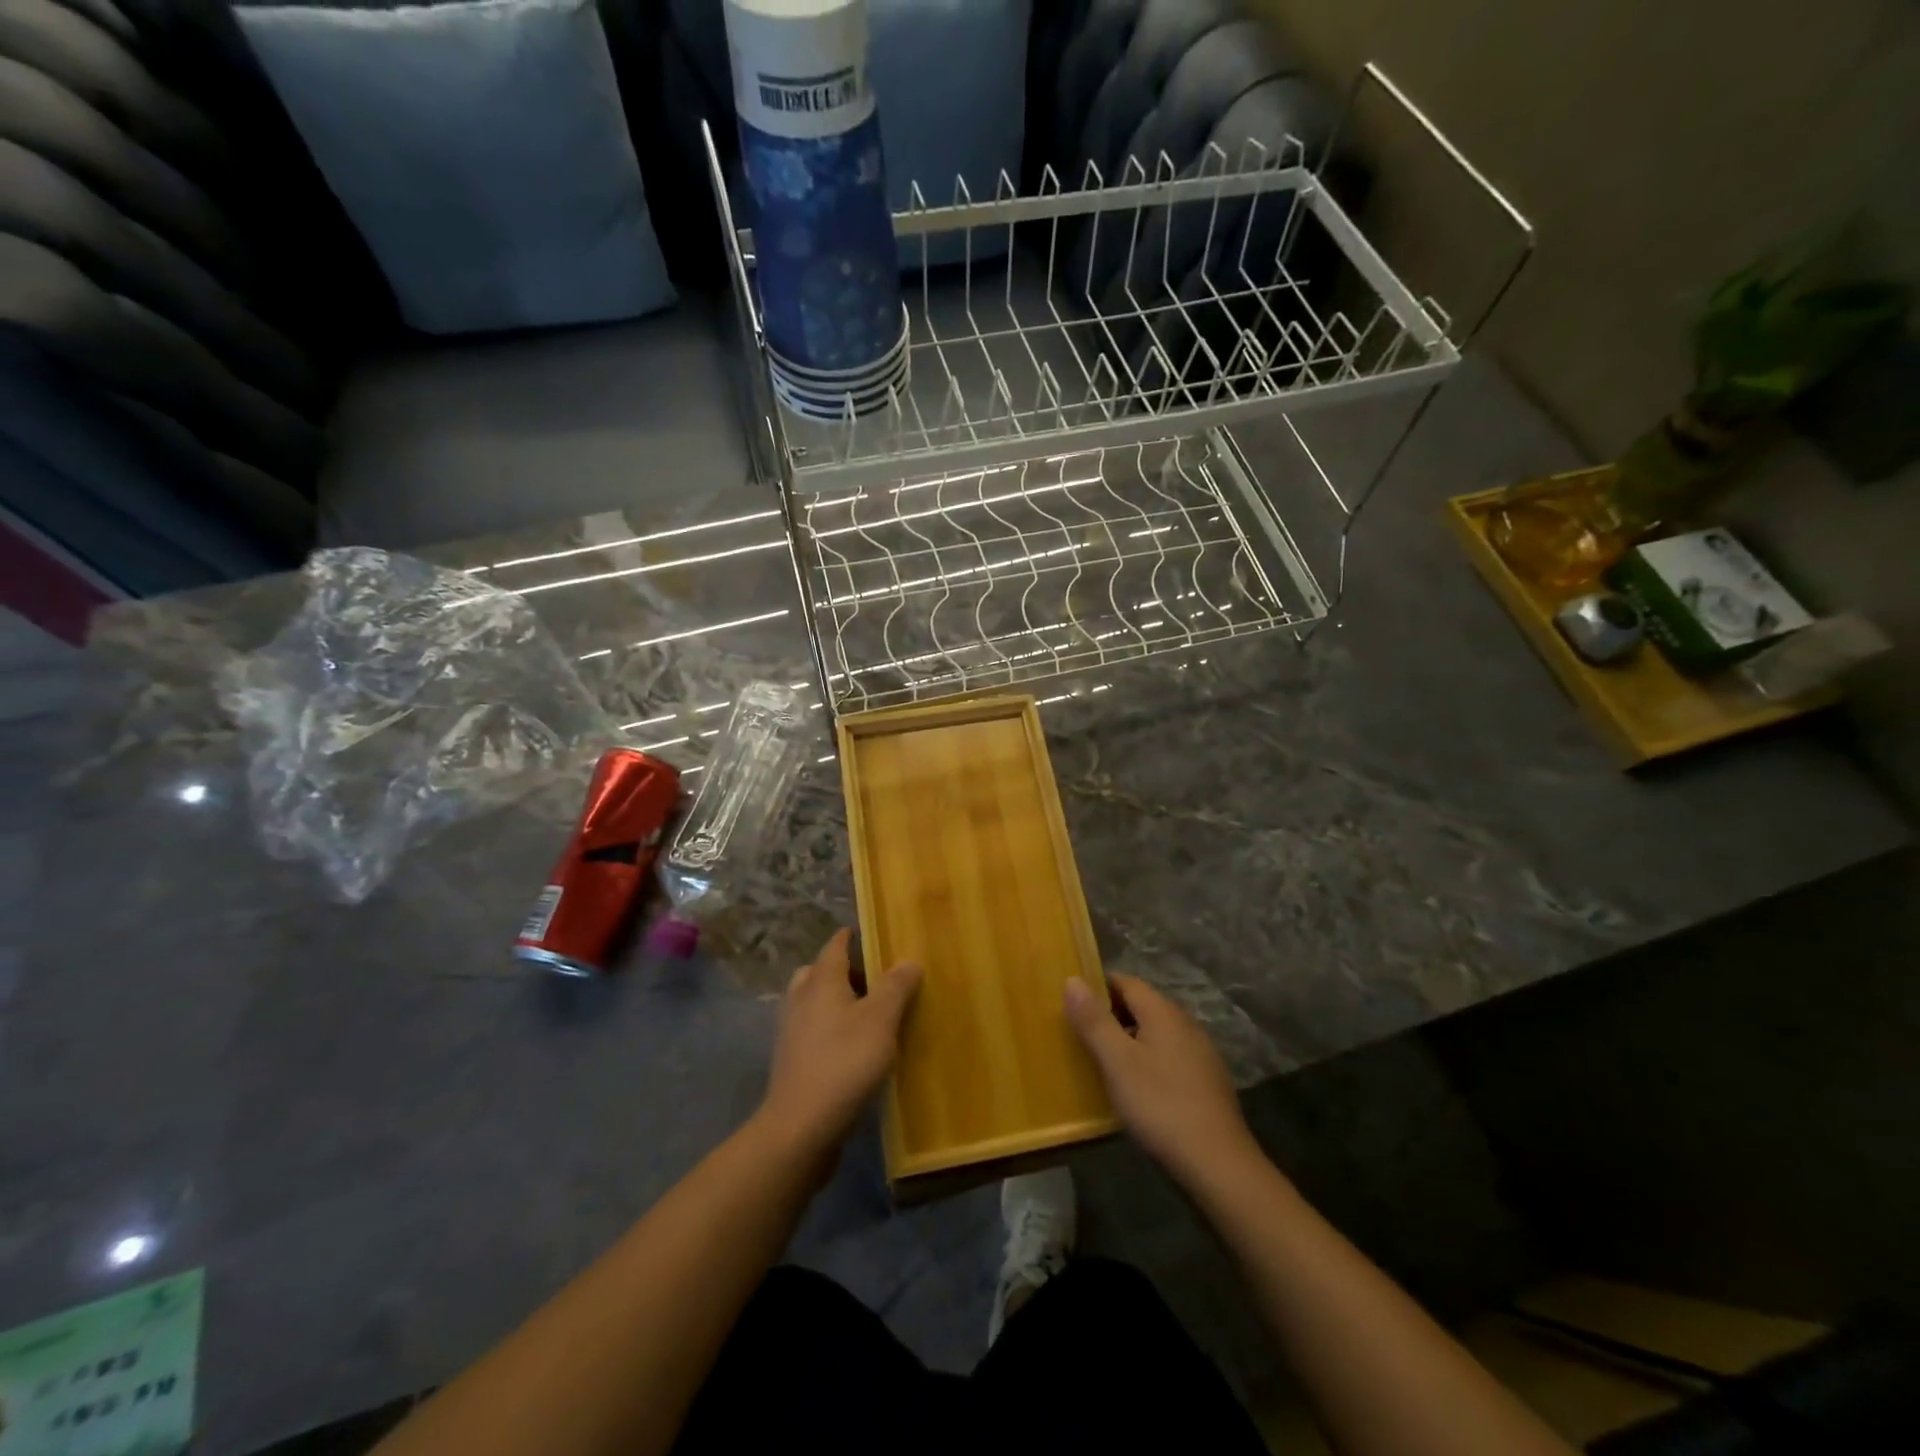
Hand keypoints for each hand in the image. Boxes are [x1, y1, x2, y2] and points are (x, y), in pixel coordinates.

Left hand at [759, 929, 921, 1160]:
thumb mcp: (880, 1020)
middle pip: (821, 971)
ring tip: (869, 1014)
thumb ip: (896, 986)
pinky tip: (853, 1047)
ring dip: (837, 1001)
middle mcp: (800, 997)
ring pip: (815, 1001)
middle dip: (846, 970)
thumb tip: (908, 959)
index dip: (854, 936)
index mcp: (821, 980)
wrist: (800, 1127)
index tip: (876, 934)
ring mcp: (791, 1030)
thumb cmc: (844, 1063)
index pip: (836, 944)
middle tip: (876, 979)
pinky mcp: (792, 1059)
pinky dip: (831, 1028)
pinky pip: (813, 1029)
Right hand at [1065, 973, 1260, 1189]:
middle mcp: (1185, 1023)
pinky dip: (1148, 1060)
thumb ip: (1094, 1020)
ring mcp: (1200, 1052)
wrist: (1218, 1163)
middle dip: (1111, 1015)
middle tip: (1081, 1035)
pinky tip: (1137, 1088)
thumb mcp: (1117, 1062)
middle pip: (1142, 1005)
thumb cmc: (1160, 1104)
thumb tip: (1072, 979)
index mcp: (1163, 1011)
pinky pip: (1169, 1056)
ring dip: (1129, 1039)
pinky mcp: (1207, 1080)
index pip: (1126, 982)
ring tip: (1103, 1063)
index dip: (1097, 987)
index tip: (1073, 1004)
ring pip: (1156, 1032)